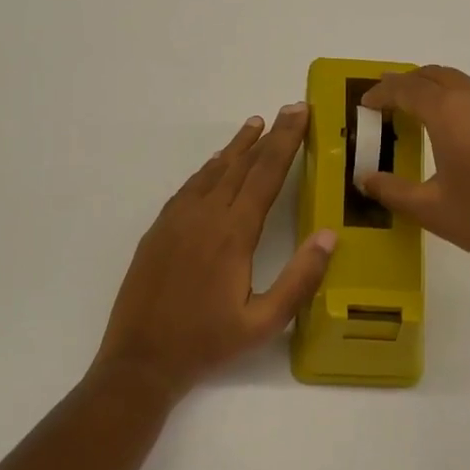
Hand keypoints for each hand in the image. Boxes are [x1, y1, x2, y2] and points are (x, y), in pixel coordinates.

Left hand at [91, 104, 336, 404]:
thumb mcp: (264, 323)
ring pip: (212, 171)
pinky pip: (189, 187)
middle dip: (268, 135)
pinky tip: (216, 165)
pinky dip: (208, 168)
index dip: (286, 141)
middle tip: (289, 109)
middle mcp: (204, 216)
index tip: (300, 113)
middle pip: (242, 165)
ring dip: (236, 147)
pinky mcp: (158, 229)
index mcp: (233, 234)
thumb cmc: (207, 343)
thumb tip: (328, 236)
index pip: (266, 175)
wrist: (140, 360)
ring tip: (255, 125)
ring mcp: (176, 220)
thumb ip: (300, 279)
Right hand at [358, 66, 469, 294]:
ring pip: (467, 86)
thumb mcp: (430, 210)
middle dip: (409, 85)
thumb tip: (365, 178)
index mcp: (451, 112)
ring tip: (427, 118)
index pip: (406, 88)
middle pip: (437, 76)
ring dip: (441, 94)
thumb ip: (391, 190)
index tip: (366, 104)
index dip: (381, 92)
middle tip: (390, 104)